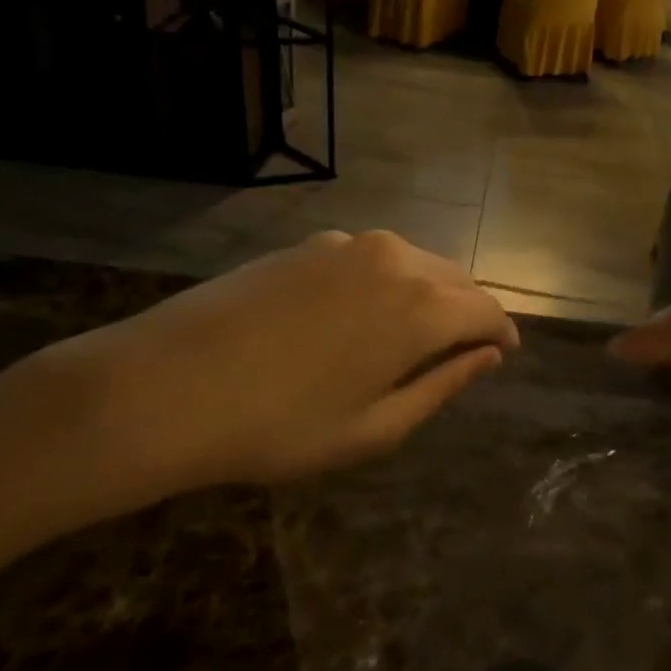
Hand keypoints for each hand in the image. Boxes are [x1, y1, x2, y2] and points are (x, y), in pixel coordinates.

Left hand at [24, 231, 518, 516]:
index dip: (502, 332)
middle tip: (464, 349)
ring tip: (414, 334)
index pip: (487, 310)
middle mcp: (396, 260)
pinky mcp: (311, 243)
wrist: (166, 386)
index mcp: (422, 307)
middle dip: (469, 310)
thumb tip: (488, 356)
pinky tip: (359, 314)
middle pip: (455, 278)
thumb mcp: (375, 428)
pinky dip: (387, 281)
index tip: (504, 353)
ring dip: (429, 293)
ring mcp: (349, 244)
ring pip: (415, 262)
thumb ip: (442, 385)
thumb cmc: (280, 426)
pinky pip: (373, 257)